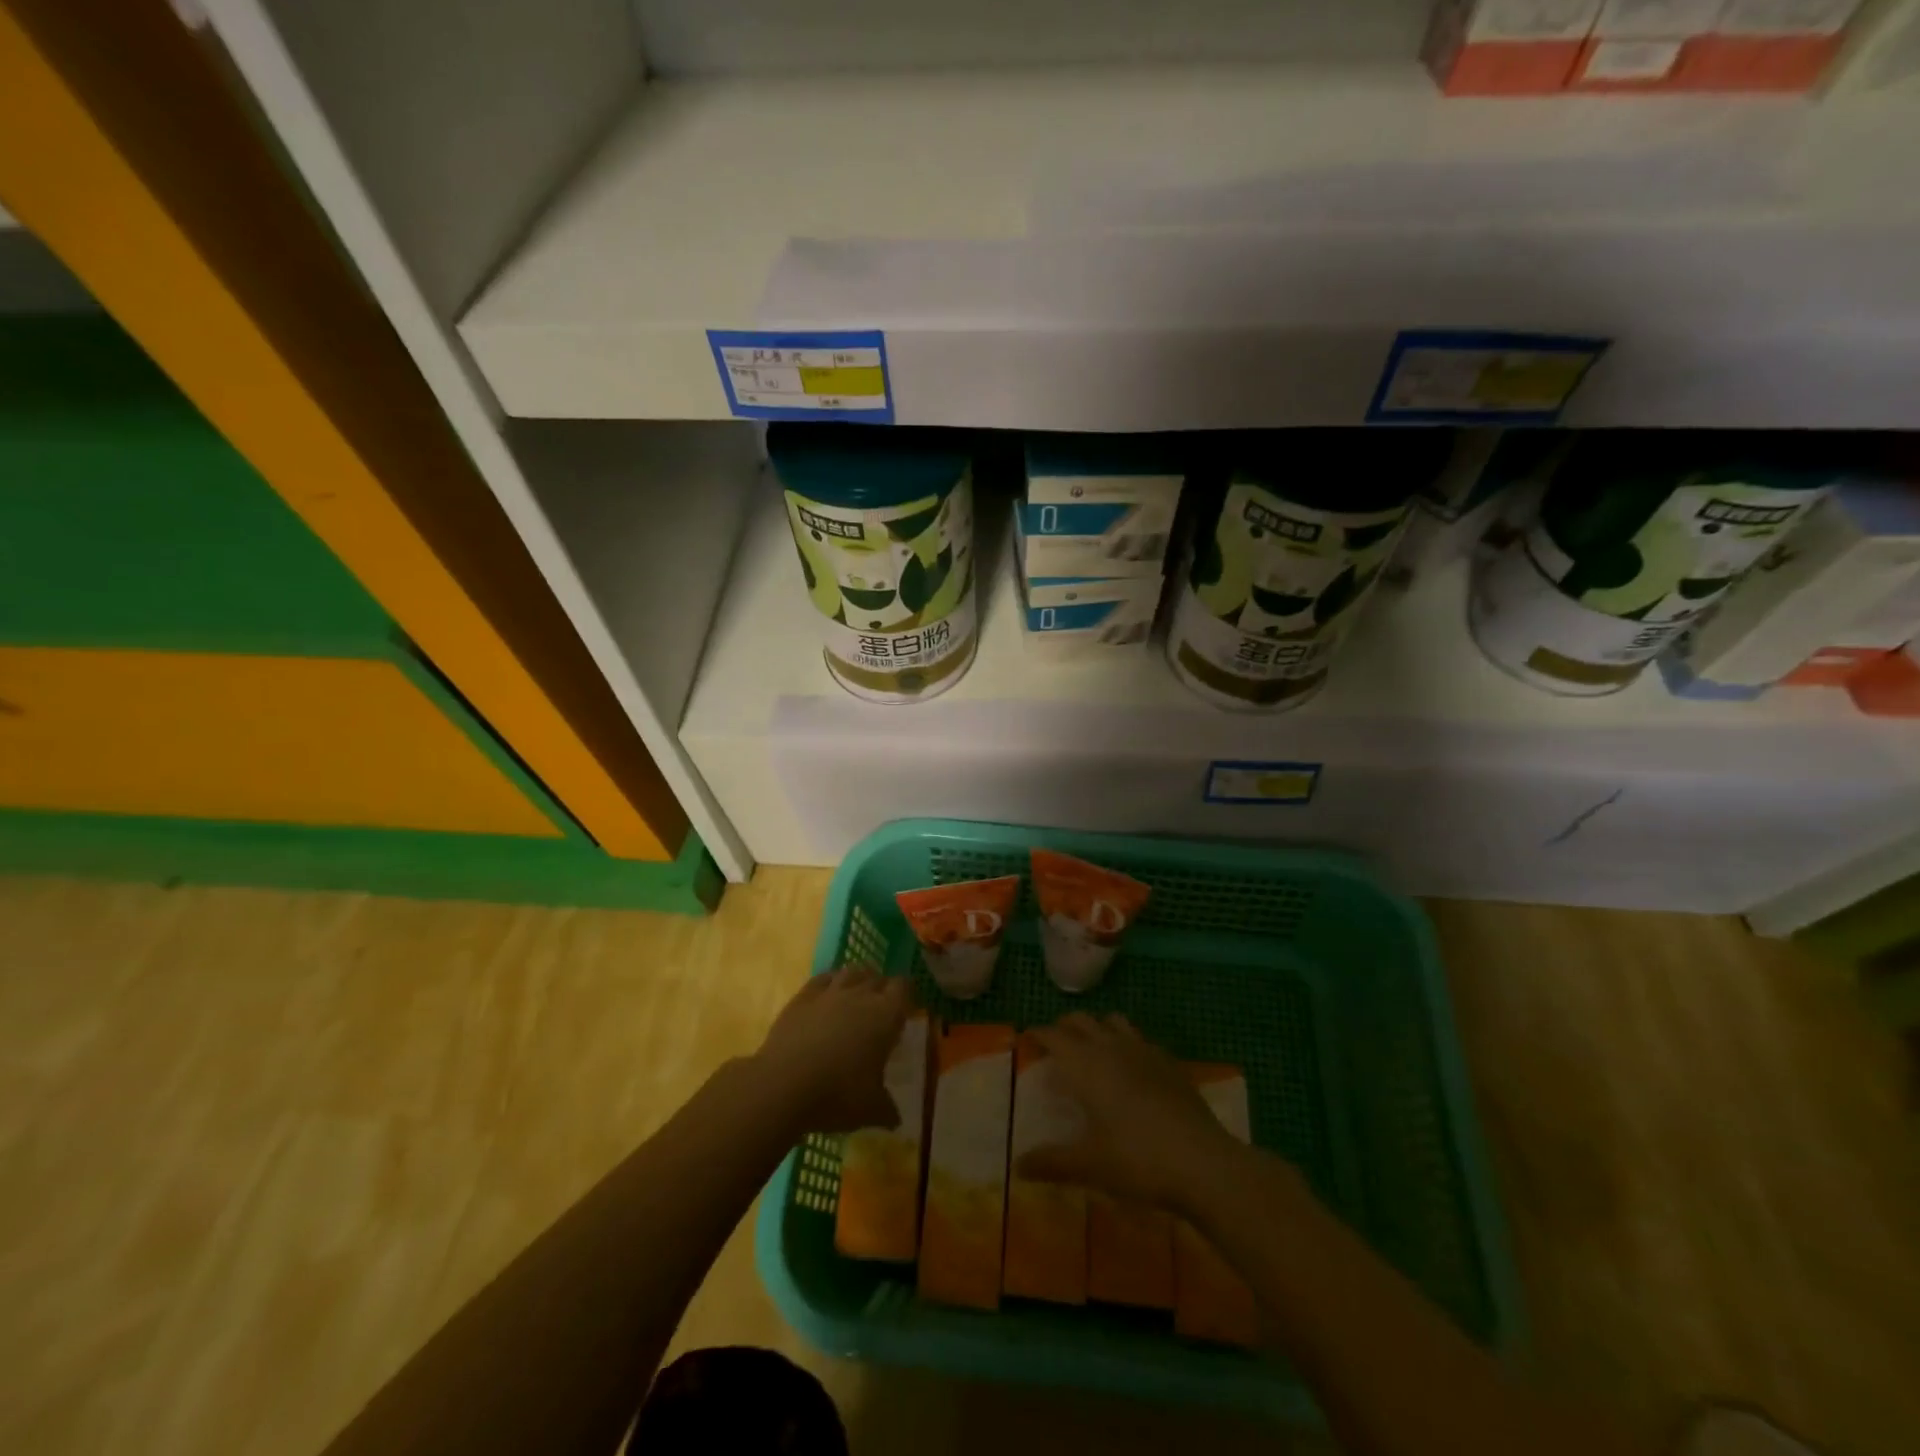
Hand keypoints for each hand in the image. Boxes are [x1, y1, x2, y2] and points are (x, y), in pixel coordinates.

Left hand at [749, 966, 913, 1135]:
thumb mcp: (870, 1110)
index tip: (906, 1007)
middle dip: (883, 988)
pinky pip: (822, 979)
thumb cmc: (838, 1095)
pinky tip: (828, 993)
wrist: (784, 1085)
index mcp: (886, 1016)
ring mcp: (830, 993)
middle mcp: (861, 996)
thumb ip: (887, 1110)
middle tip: (882, 1007)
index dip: (906, 994)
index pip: (904, 988)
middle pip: (878, 978)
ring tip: (858, 993)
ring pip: (851, 972)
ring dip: (859, 979)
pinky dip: (830, 981)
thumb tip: (896, 1120)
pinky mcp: (802, 997)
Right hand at [1016, 1012, 1244, 1212]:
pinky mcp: (1169, 1062)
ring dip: (1097, 1027)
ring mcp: (1144, 1050)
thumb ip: (1051, 1162)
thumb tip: (1017, 1165)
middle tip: (1055, 1045)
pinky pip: (1140, 1039)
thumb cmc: (1137, 1160)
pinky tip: (1131, 1067)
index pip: (1054, 1036)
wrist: (1202, 1162)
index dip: (1038, 1034)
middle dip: (1064, 1027)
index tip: (1027, 1038)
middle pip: (1081, 1020)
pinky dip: (1126, 1042)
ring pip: (1113, 1021)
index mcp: (1086, 1064)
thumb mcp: (1089, 1165)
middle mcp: (1111, 1047)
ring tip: (1091, 1049)